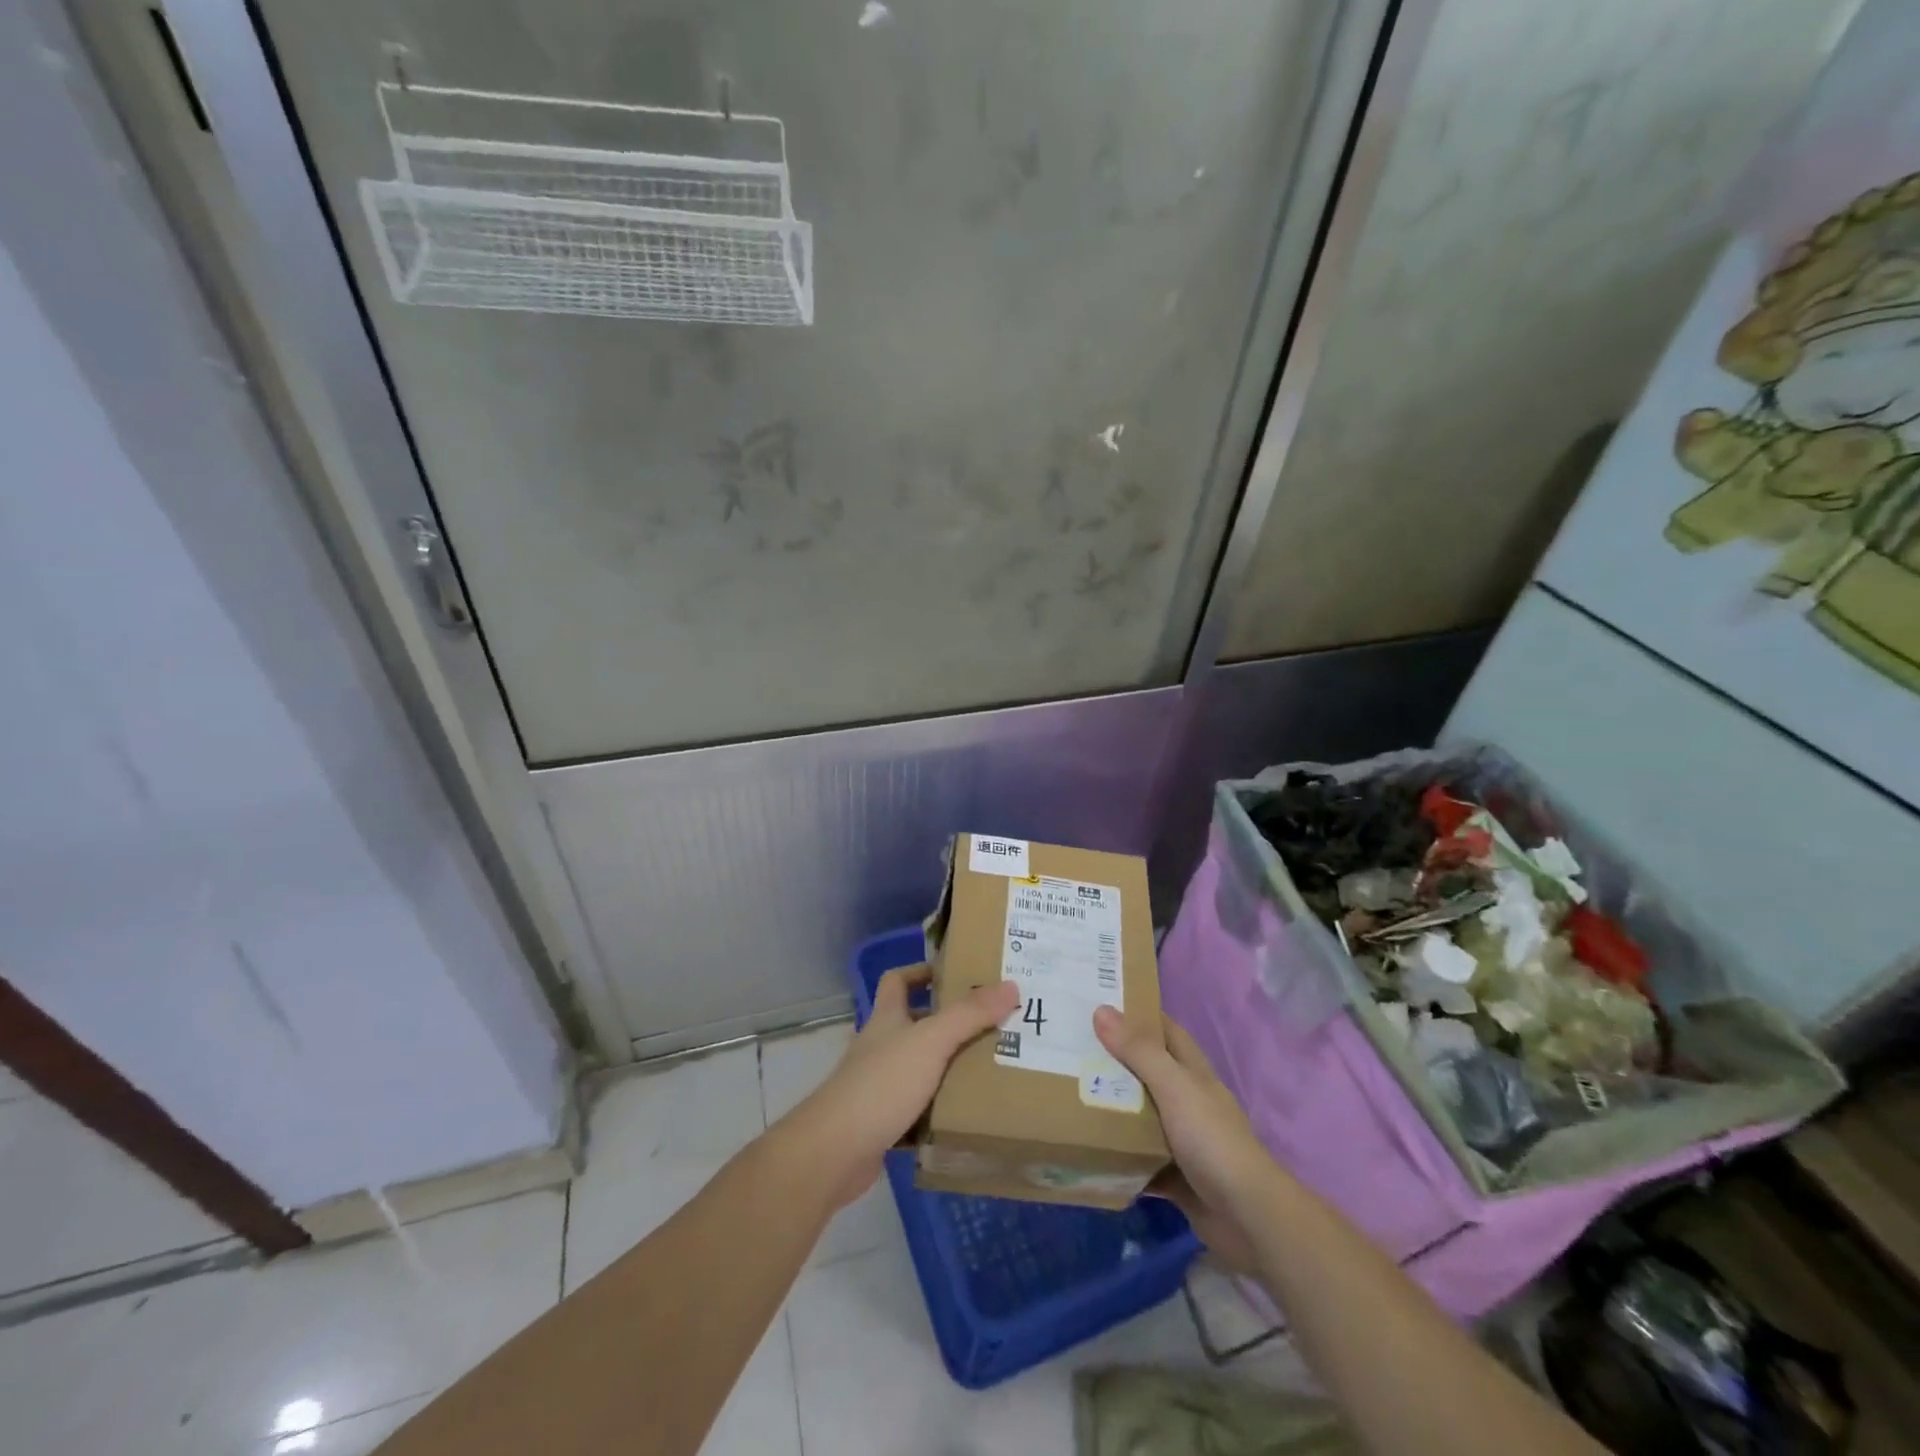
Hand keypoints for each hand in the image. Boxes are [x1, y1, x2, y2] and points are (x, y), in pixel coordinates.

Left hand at [785, 966, 1018, 1208]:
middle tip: (992, 1024)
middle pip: (915, 1023)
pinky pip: (918, 1107)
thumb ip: (969, 1015)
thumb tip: (1010, 985)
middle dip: (950, 1022)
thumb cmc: (882, 1083)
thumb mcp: (931, 1041)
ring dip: (948, 1067)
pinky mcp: (883, 1121)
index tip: (957, 974)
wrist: (836, 1150)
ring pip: (920, 1066)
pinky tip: (967, 1115)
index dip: (922, 972)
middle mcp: (881, 1045)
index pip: (898, 980)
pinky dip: (940, 1108)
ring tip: (990, 1067)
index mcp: (887, 1017)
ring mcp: (879, 1084)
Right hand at [1093, 1007, 1272, 1262]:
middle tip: (1070, 1049)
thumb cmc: (1212, 1140)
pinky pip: (1139, 1160)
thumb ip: (1139, 1051)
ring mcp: (1182, 1140)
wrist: (1248, 1218)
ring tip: (1068, 1094)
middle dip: (1113, 1061)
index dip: (1137, 1013)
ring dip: (1112, 1109)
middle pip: (1146, 1072)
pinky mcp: (1174, 1177)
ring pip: (1140, 1116)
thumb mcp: (1174, 1087)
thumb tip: (1101, 1010)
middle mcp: (1187, 1101)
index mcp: (1192, 1072)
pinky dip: (1117, 1156)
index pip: (1164, 1030)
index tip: (1098, 1002)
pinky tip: (1087, 1151)